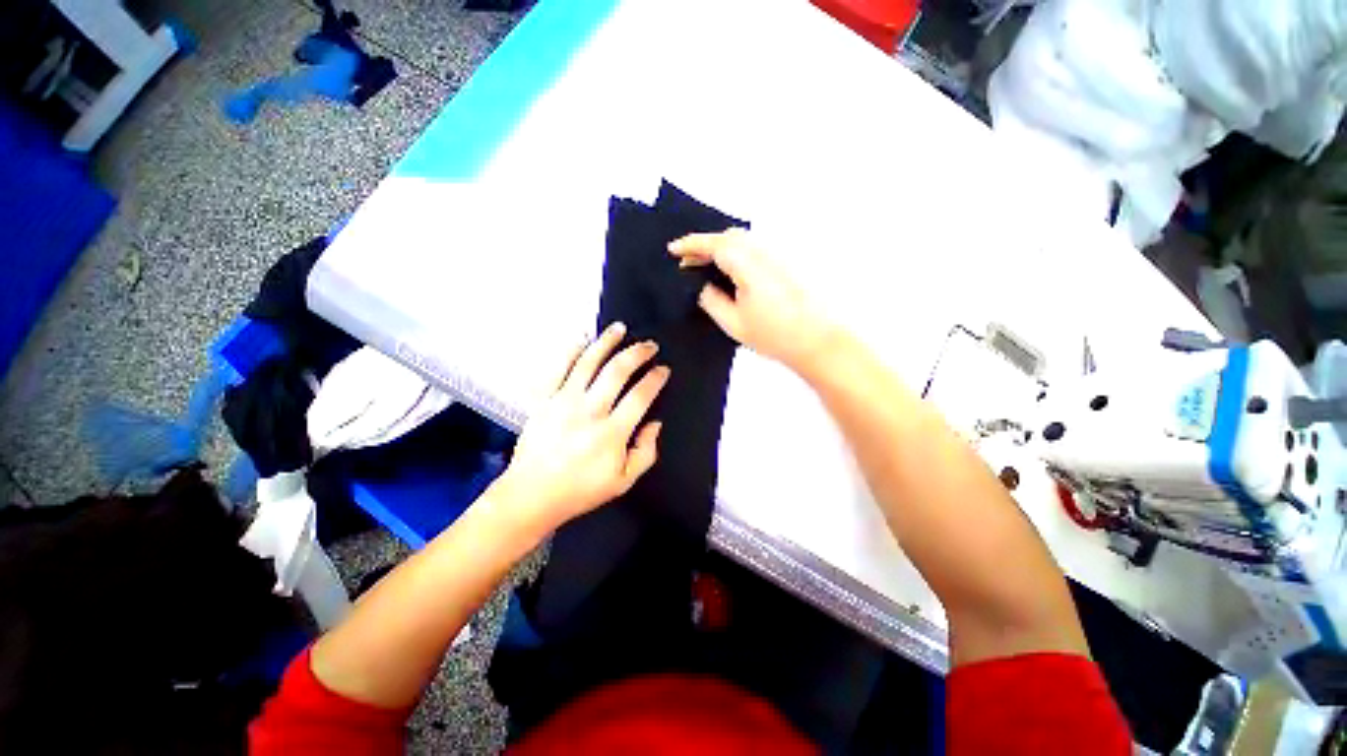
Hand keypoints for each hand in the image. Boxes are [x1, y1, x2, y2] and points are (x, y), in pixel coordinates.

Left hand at [492, 322, 668, 533]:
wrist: (532, 494)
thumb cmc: (580, 490)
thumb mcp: (624, 481)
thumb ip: (646, 452)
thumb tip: (654, 423)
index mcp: (612, 433)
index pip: (640, 396)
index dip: (655, 378)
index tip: (663, 369)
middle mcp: (590, 411)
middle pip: (617, 371)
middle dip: (638, 353)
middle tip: (649, 345)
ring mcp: (564, 402)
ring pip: (588, 362)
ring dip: (606, 342)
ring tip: (619, 329)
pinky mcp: (544, 399)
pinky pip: (558, 368)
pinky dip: (570, 350)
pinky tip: (581, 339)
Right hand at [669, 229, 834, 371]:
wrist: (816, 340)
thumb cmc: (774, 335)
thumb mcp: (733, 323)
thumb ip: (711, 300)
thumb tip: (701, 285)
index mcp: (748, 265)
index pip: (714, 244)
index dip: (691, 244)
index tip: (673, 249)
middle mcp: (763, 252)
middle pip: (729, 236)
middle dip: (705, 244)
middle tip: (688, 262)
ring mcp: (776, 256)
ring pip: (743, 240)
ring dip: (721, 247)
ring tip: (705, 267)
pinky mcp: (783, 264)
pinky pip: (753, 248)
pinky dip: (735, 253)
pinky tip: (729, 272)